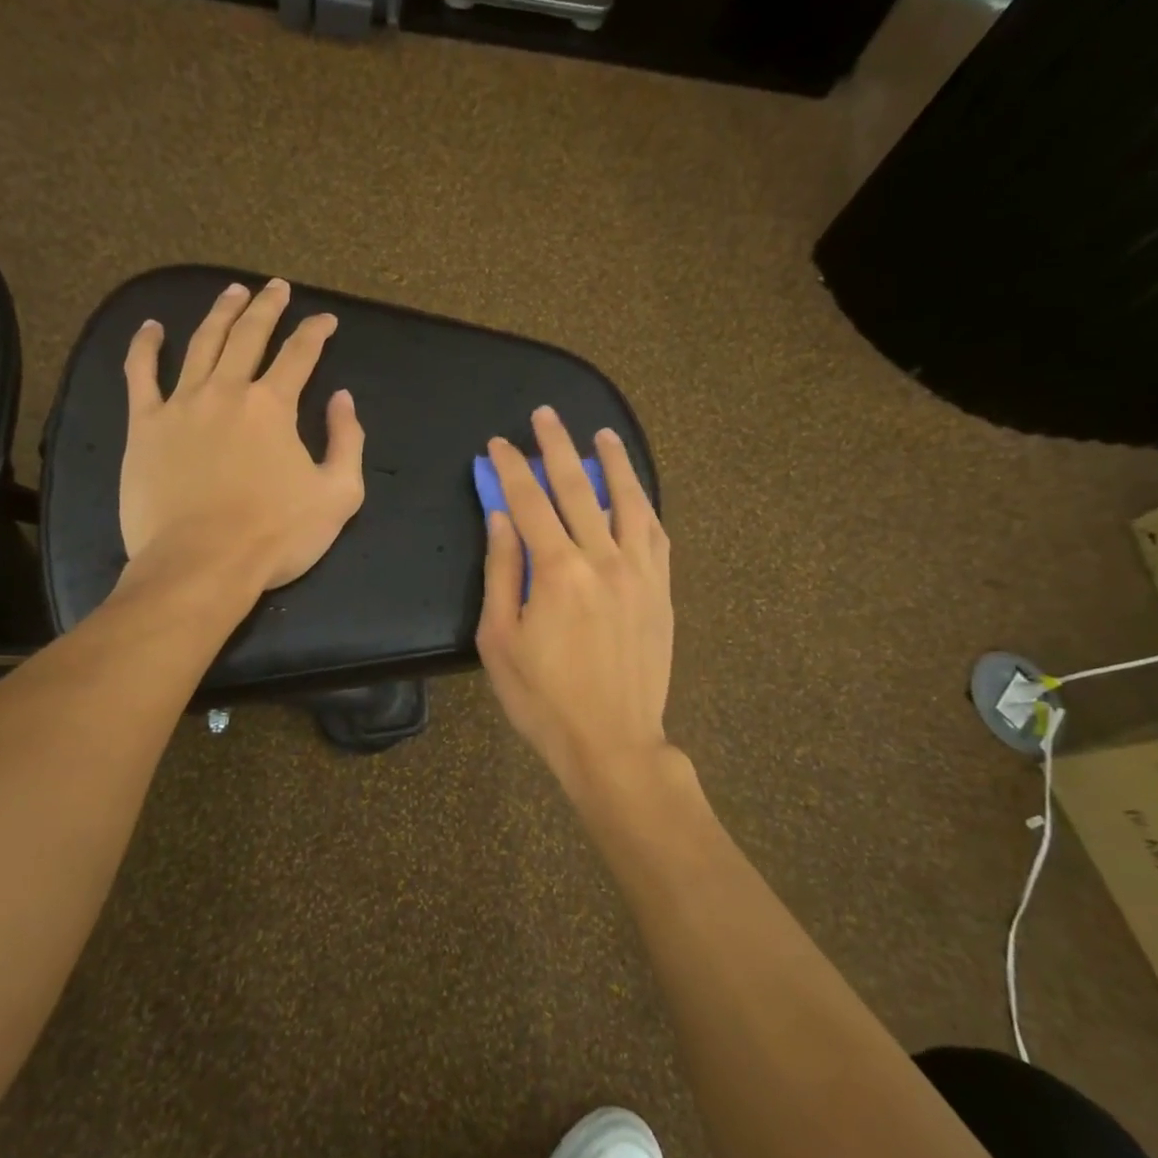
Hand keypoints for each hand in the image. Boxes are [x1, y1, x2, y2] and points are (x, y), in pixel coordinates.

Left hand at [120, 279, 364, 592]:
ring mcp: (180, 405)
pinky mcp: (144, 426)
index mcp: (273, 406)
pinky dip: (145, 346)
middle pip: (249, 335)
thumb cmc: (275, 535)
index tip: (326, 320)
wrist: (201, 565)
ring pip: (201, 343)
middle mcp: (227, 391)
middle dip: (268, 307)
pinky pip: (140, 375)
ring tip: (232, 292)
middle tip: (277, 287)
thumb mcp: (339, 495)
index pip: (300, 354)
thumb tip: (343, 398)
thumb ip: (348, 441)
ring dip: (219, 313)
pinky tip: (151, 327)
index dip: (316, 332)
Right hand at [476, 407, 673, 794]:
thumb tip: (501, 517)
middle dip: (556, 447)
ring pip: (627, 501)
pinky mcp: (660, 591)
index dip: (510, 468)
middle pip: (577, 488)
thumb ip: (502, 572)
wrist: (613, 741)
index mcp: (558, 571)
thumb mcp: (500, 639)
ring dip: (612, 463)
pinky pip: (655, 534)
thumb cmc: (544, 698)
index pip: (529, 502)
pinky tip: (636, 492)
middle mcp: (603, 559)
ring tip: (602, 435)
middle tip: (544, 415)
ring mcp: (639, 573)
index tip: (496, 444)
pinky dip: (643, 505)